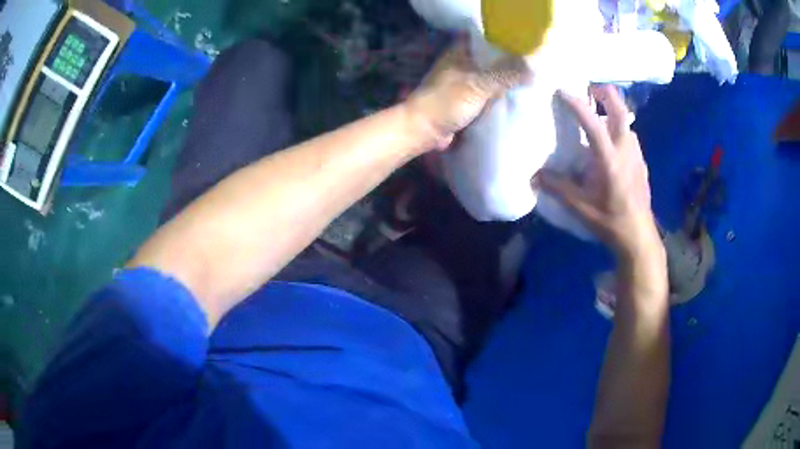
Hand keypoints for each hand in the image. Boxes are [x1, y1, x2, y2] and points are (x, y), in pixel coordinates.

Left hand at [405, 41, 529, 151]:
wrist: (423, 130)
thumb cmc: (446, 102)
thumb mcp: (478, 85)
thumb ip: (505, 75)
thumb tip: (533, 67)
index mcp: (460, 52)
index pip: (485, 39)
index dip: (505, 41)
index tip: (526, 46)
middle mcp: (461, 64)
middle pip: (490, 59)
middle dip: (509, 63)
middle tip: (533, 66)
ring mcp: (463, 82)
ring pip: (490, 77)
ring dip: (505, 80)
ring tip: (530, 80)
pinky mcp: (465, 100)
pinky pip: (487, 94)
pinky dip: (498, 95)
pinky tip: (516, 98)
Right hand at [537, 85, 661, 259]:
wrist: (639, 237)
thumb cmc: (610, 222)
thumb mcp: (581, 208)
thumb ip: (558, 188)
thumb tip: (534, 176)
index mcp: (609, 160)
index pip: (593, 124)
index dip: (577, 104)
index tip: (561, 90)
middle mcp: (626, 150)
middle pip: (620, 110)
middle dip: (605, 93)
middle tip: (589, 89)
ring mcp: (636, 155)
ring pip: (627, 123)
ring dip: (613, 111)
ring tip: (599, 114)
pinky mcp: (641, 163)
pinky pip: (630, 136)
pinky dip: (619, 129)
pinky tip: (611, 142)